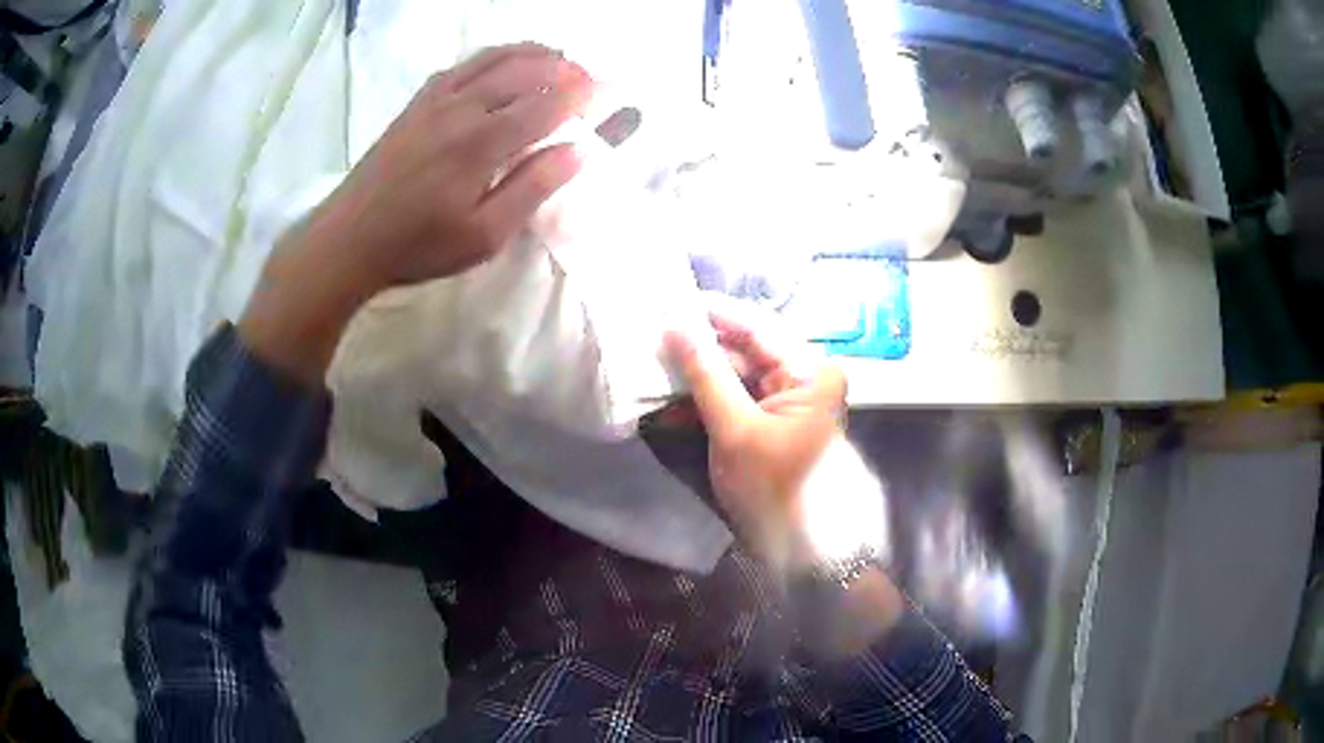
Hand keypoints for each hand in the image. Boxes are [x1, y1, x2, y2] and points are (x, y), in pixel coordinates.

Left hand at [315, 42, 593, 289]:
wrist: (349, 239)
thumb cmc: (418, 245)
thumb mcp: (484, 235)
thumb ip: (532, 188)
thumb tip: (576, 151)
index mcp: (482, 142)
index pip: (546, 104)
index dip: (581, 94)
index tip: (608, 90)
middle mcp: (462, 108)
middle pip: (523, 69)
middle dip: (563, 67)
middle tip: (587, 76)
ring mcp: (435, 100)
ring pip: (492, 58)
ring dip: (531, 53)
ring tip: (556, 57)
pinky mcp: (416, 103)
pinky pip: (462, 65)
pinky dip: (492, 56)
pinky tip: (500, 65)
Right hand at [664, 310, 850, 572]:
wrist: (801, 547)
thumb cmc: (774, 489)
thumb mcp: (735, 430)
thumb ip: (706, 374)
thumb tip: (675, 325)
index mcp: (808, 369)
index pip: (755, 325)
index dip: (711, 312)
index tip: (667, 298)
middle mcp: (803, 374)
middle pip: (745, 347)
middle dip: (700, 344)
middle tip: (652, 330)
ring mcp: (788, 398)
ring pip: (737, 372)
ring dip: (698, 373)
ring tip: (653, 359)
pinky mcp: (772, 418)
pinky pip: (736, 396)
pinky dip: (706, 398)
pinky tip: (671, 397)